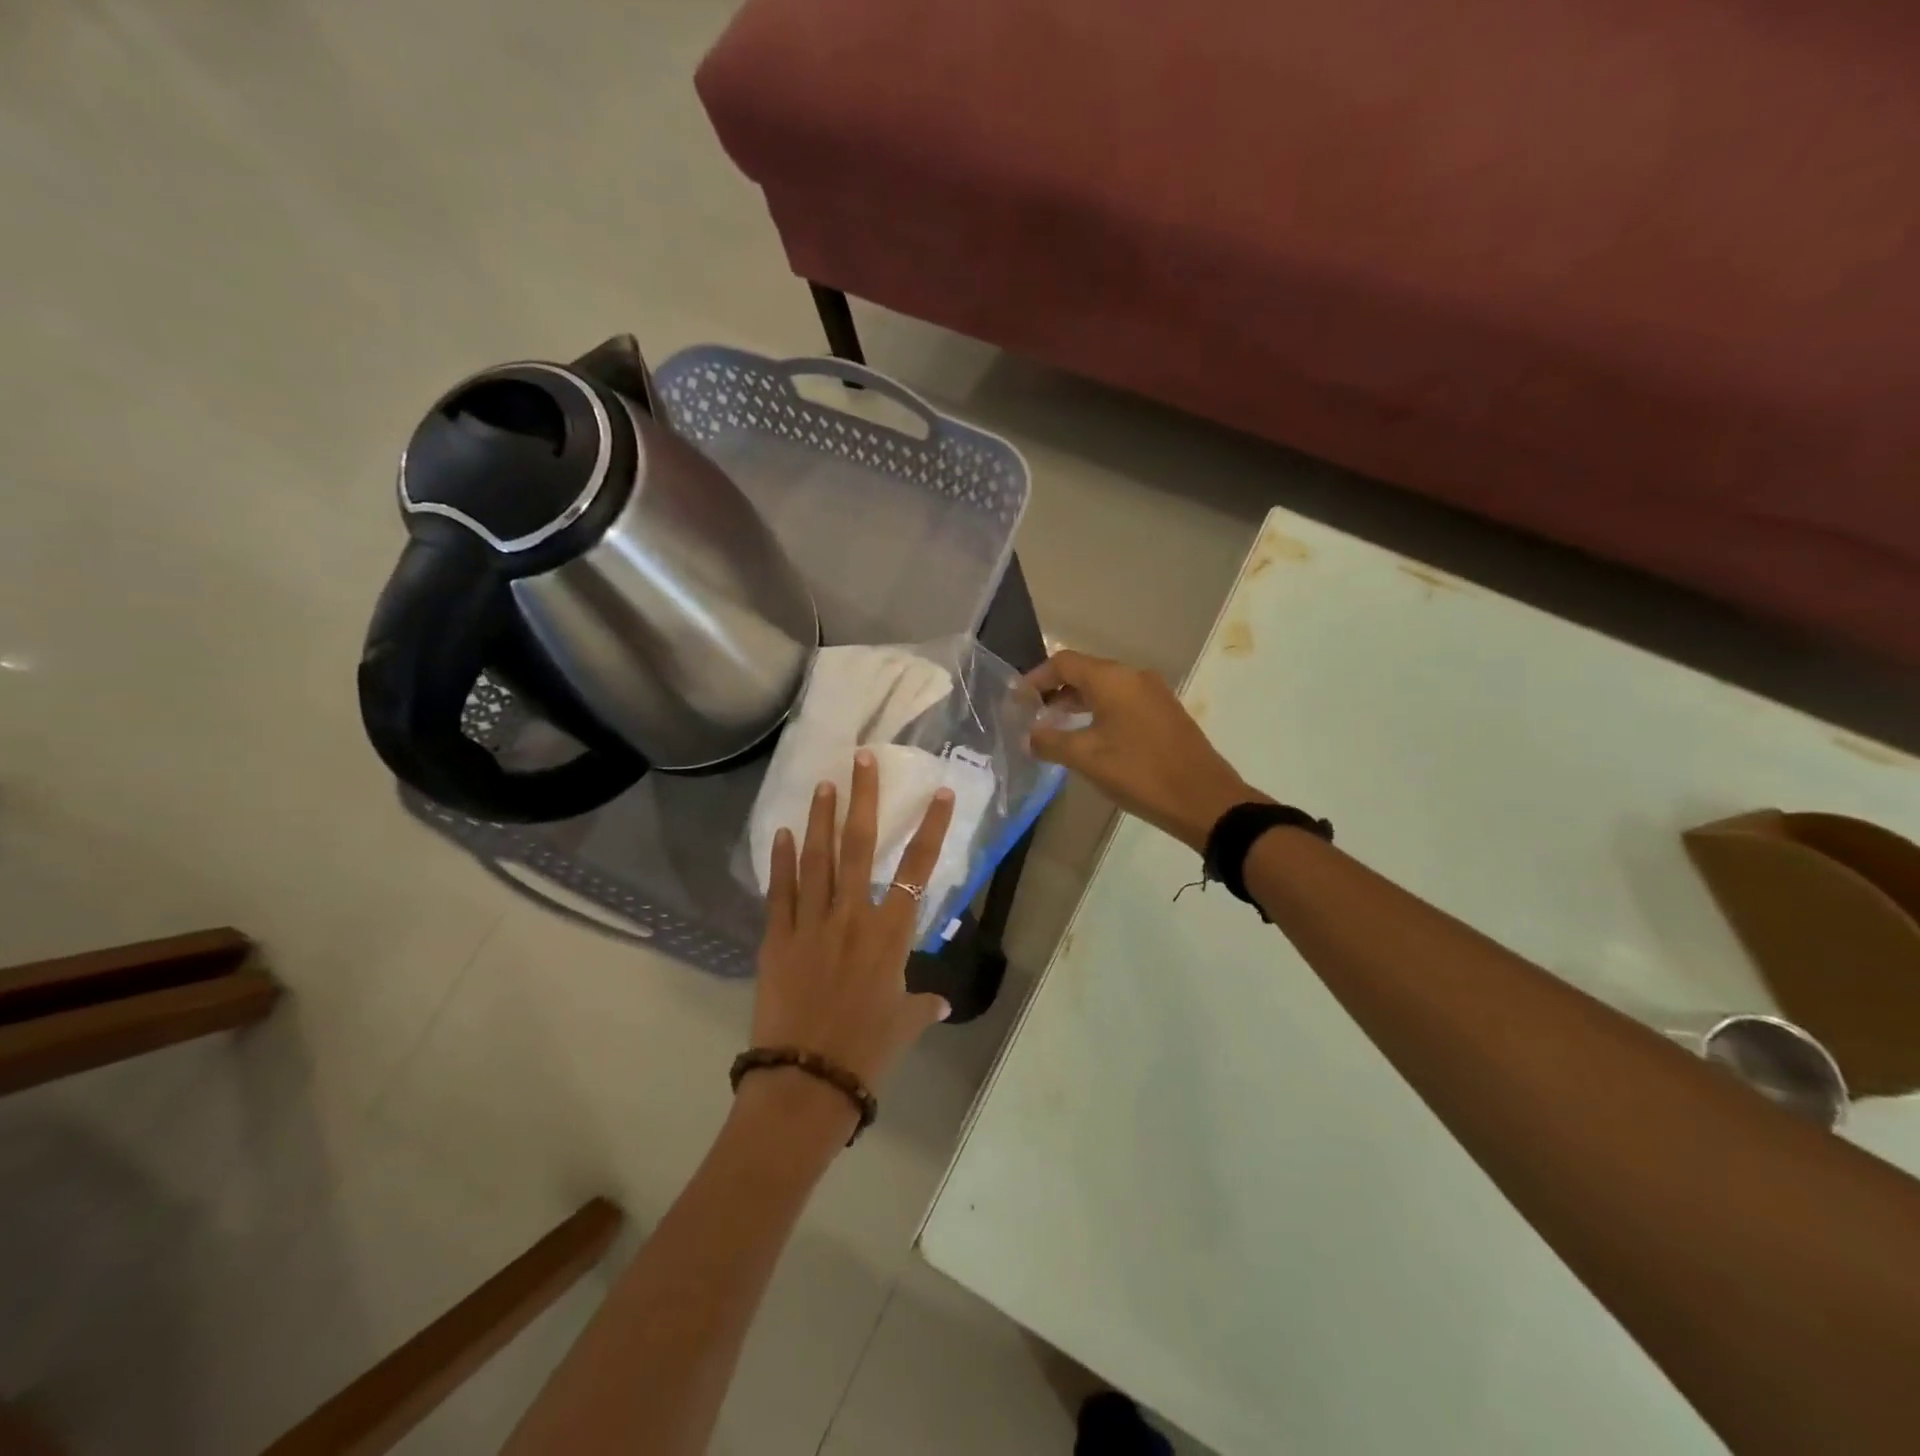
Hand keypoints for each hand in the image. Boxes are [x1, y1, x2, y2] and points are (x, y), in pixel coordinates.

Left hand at [751, 749, 955, 1098]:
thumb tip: (940, 1002)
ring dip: (820, 818)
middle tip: (862, 759)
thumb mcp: (903, 1025)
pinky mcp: (777, 939)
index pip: (917, 870)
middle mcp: (852, 917)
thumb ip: (922, 1005)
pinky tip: (783, 833)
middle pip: (859, 846)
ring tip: (823, 783)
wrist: (806, 1080)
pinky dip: (782, 861)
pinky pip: (780, 892)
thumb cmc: (866, 1051)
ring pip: (817, 859)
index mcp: (890, 935)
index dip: (931, 829)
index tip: (939, 794)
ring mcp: (811, 924)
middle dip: (863, 799)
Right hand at [1027, 650, 1264, 851]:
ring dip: (1077, 704)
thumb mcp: (1086, 759)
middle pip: (1085, 672)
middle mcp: (1134, 677)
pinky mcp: (1165, 714)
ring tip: (1054, 729)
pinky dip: (1099, 713)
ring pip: (1105, 689)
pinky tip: (1089, 740)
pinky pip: (1123, 703)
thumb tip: (1028, 735)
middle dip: (1054, 691)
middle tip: (1031, 716)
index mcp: (1113, 679)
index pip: (1063, 662)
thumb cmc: (1140, 773)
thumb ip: (1050, 742)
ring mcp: (1153, 694)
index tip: (1017, 700)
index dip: (1036, 678)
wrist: (1204, 799)